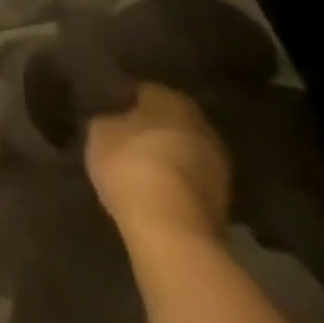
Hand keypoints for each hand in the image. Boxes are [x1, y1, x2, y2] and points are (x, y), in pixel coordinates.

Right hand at [85, 82, 230, 242]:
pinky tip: (156, 191)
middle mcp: (201, 124)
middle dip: (151, 127)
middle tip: (126, 137)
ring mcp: (218, 165)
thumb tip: (115, 121)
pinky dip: (176, 182)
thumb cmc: (132, 166)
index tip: (109, 111)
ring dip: (168, 156)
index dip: (125, 100)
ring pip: (185, 151)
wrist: (174, 232)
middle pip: (171, 120)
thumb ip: (109, 120)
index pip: (145, 90)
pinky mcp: (223, 202)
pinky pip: (191, 180)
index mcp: (171, 99)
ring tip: (140, 168)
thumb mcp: (100, 133)